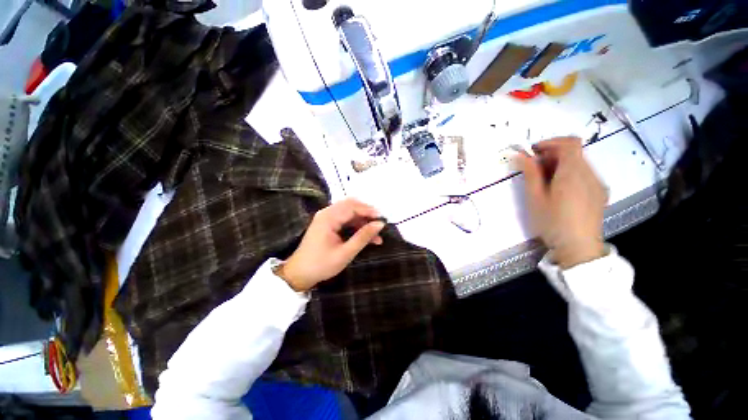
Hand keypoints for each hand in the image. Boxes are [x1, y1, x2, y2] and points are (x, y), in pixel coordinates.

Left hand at [277, 198, 385, 290]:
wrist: (299, 274)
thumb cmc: (321, 265)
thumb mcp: (345, 253)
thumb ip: (363, 237)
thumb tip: (380, 224)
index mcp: (328, 218)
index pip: (353, 207)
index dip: (369, 211)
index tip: (383, 219)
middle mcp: (327, 213)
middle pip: (351, 206)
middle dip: (367, 214)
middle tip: (380, 224)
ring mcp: (326, 218)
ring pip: (350, 213)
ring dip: (363, 221)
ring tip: (376, 235)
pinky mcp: (328, 224)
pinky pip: (346, 220)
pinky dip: (356, 226)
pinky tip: (366, 236)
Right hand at [515, 137, 606, 268]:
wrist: (579, 248)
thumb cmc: (552, 223)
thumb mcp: (535, 198)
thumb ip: (530, 174)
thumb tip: (521, 155)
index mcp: (573, 174)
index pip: (569, 143)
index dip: (550, 142)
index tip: (533, 152)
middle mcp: (590, 174)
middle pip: (575, 152)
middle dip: (552, 154)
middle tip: (534, 169)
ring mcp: (598, 183)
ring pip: (580, 162)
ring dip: (561, 164)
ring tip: (545, 181)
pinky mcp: (600, 192)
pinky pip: (585, 173)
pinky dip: (570, 173)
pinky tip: (560, 190)